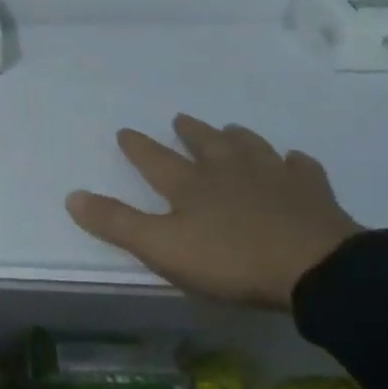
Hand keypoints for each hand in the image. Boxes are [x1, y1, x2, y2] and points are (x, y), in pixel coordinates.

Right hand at [65, 115, 363, 309]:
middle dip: (190, 132)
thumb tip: (72, 196)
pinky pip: (301, 169)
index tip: (125, 131)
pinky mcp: (312, 194)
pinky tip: (294, 160)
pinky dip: (293, 162)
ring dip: (238, 137)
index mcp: (190, 185)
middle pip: (206, 145)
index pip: (155, 160)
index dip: (137, 147)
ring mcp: (274, 179)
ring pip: (251, 148)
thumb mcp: (162, 248)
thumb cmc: (230, 260)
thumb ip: (117, 223)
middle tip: (181, 119)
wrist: (315, 269)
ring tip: (231, 129)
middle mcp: (229, 172)